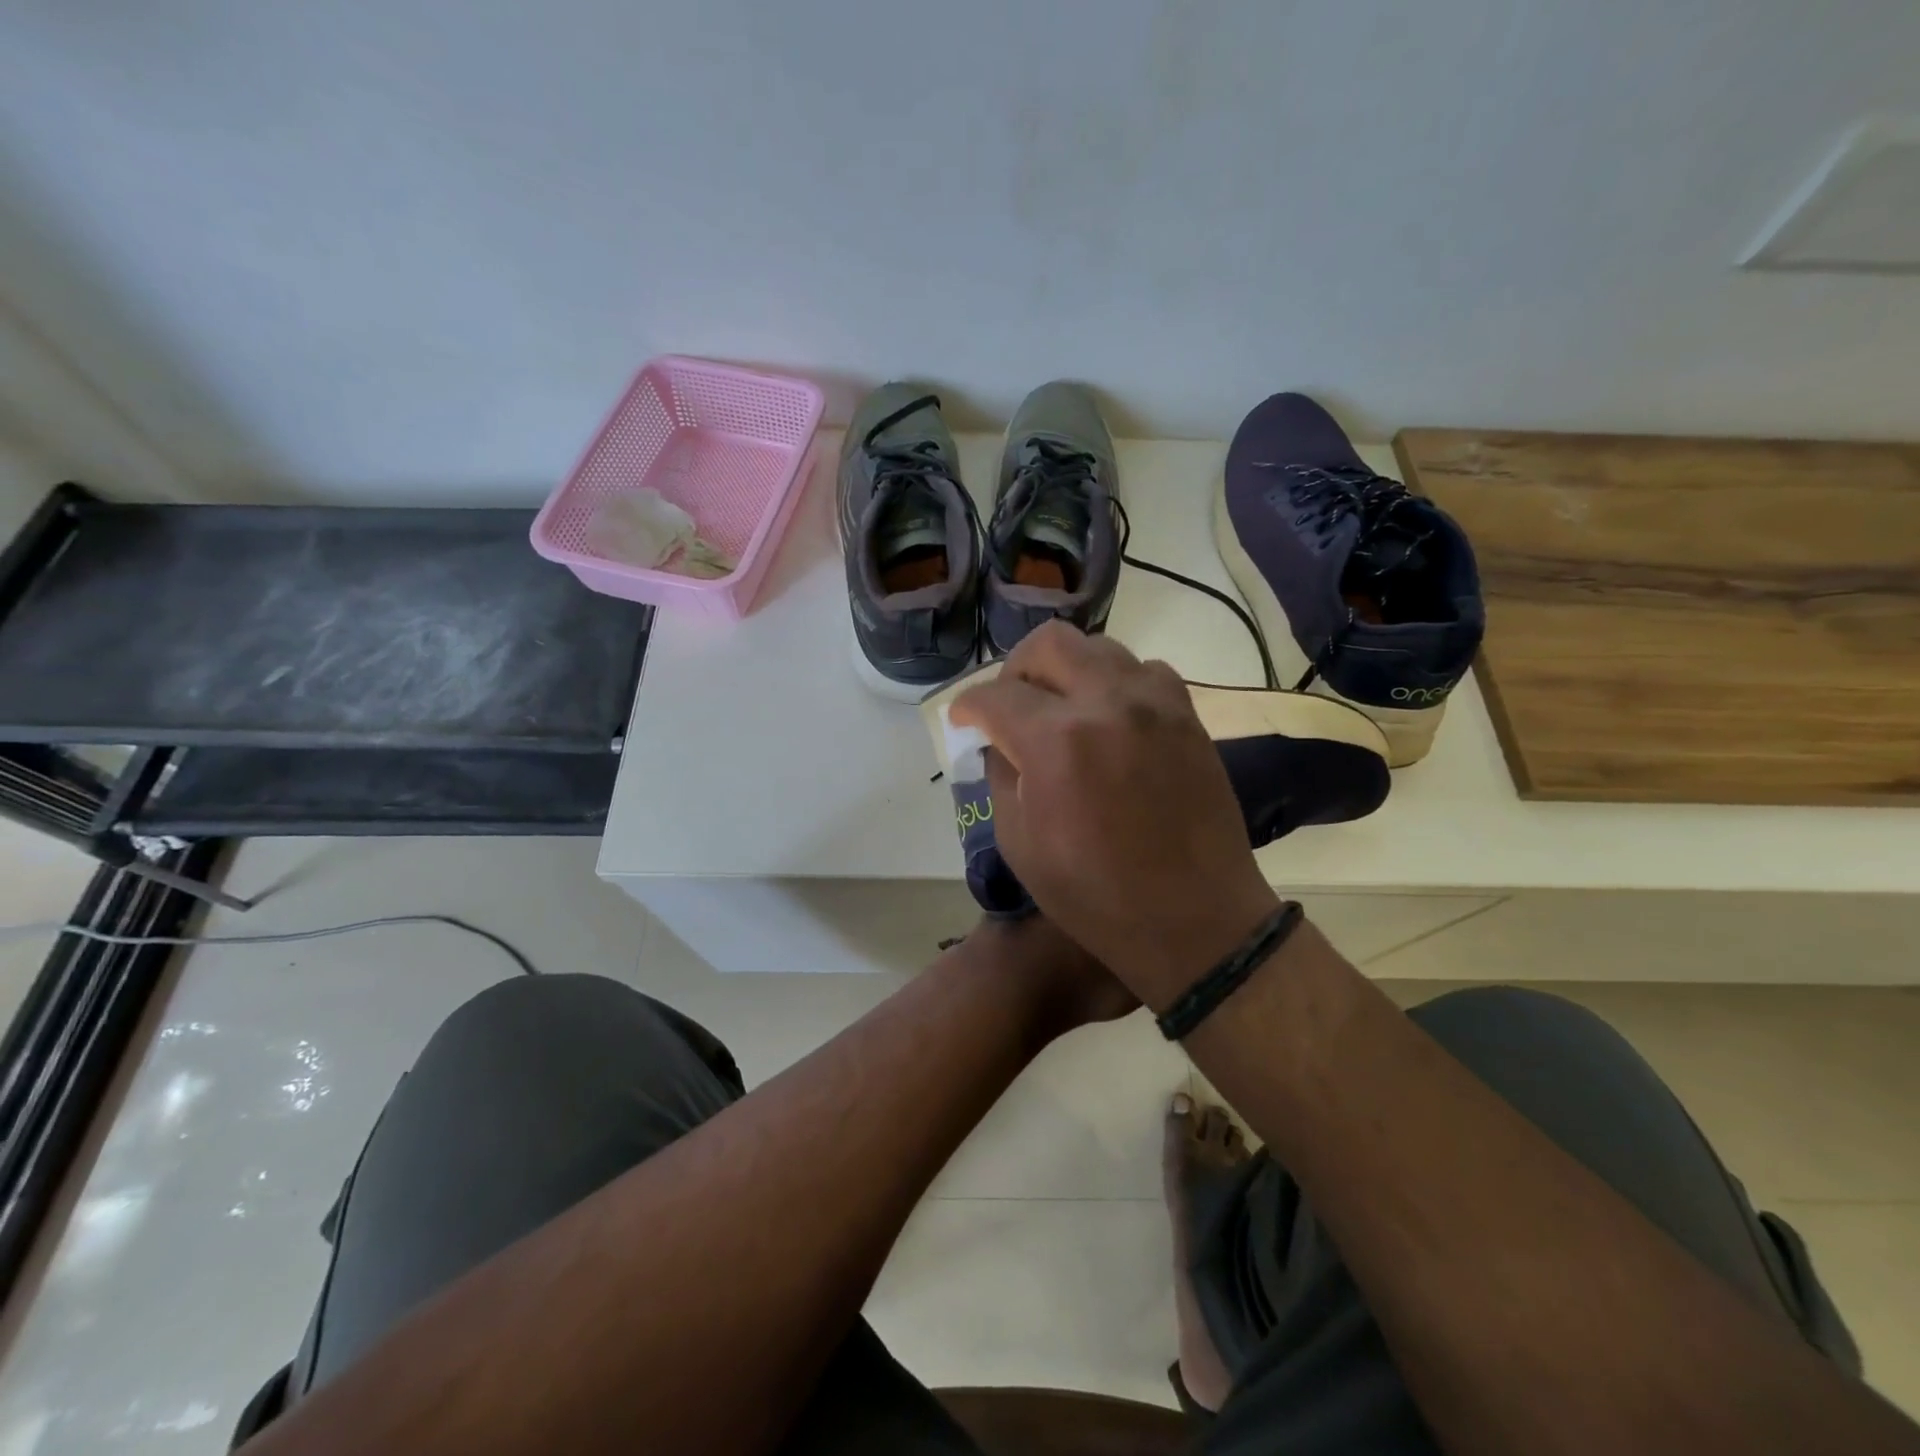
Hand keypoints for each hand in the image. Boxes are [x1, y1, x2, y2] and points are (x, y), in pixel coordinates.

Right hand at [950, 623, 1280, 1010]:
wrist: (1194, 919)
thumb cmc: (1095, 895)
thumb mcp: (1019, 843)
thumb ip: (1001, 775)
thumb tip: (998, 740)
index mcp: (1056, 742)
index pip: (995, 696)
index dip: (967, 707)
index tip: (963, 722)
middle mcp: (1107, 703)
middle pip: (1049, 643)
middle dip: (1015, 669)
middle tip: (1009, 704)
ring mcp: (1155, 704)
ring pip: (1099, 647)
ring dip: (1068, 670)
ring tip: (1060, 709)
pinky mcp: (1187, 716)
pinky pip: (1143, 671)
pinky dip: (1115, 683)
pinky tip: (1109, 719)